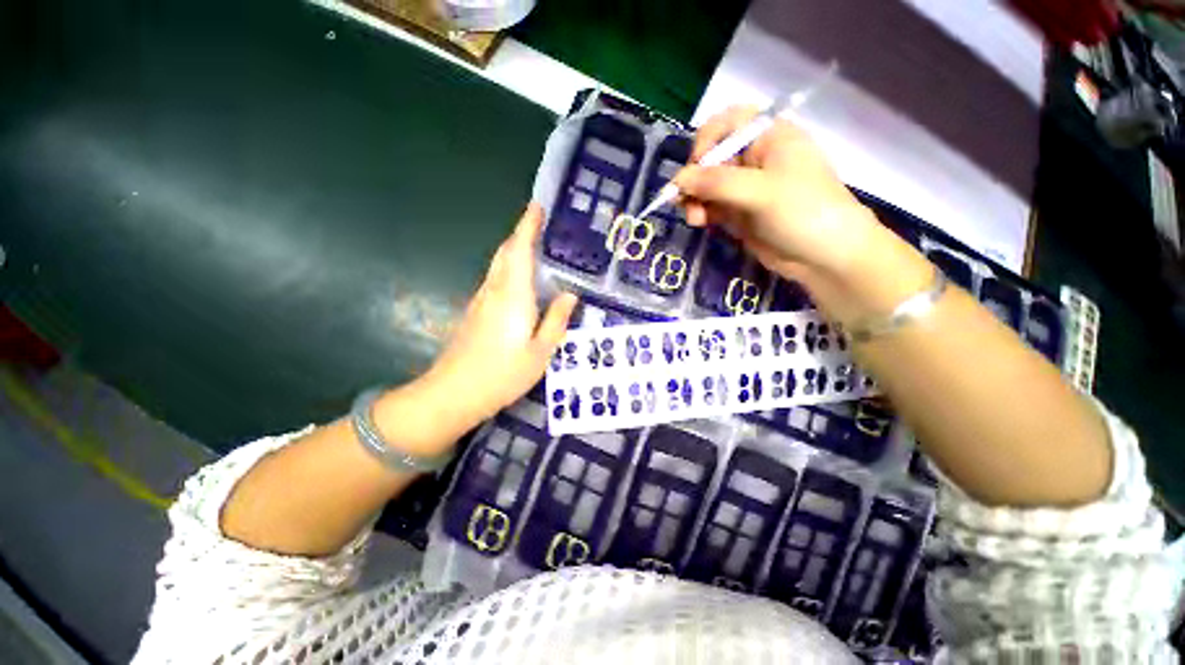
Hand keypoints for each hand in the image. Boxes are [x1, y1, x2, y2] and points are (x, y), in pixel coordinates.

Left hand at [421, 203, 577, 425]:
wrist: (454, 393)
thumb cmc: (503, 374)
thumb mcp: (540, 351)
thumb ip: (556, 320)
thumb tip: (570, 295)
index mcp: (513, 295)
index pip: (519, 251)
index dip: (527, 226)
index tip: (536, 207)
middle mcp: (494, 291)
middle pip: (505, 253)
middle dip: (520, 234)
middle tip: (538, 224)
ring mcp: (481, 301)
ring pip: (498, 266)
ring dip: (514, 250)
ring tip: (534, 247)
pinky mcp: (475, 312)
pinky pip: (495, 281)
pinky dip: (508, 270)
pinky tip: (520, 281)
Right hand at [675, 106, 889, 285]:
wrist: (825, 257)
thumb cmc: (803, 211)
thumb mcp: (760, 192)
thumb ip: (716, 183)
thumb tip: (678, 180)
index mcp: (769, 137)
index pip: (729, 122)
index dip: (708, 139)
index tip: (697, 164)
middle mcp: (755, 158)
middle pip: (712, 156)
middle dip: (695, 177)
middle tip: (685, 198)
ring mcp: (746, 188)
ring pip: (707, 185)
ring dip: (694, 199)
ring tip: (694, 218)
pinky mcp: (739, 212)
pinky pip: (711, 206)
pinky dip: (701, 212)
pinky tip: (699, 222)